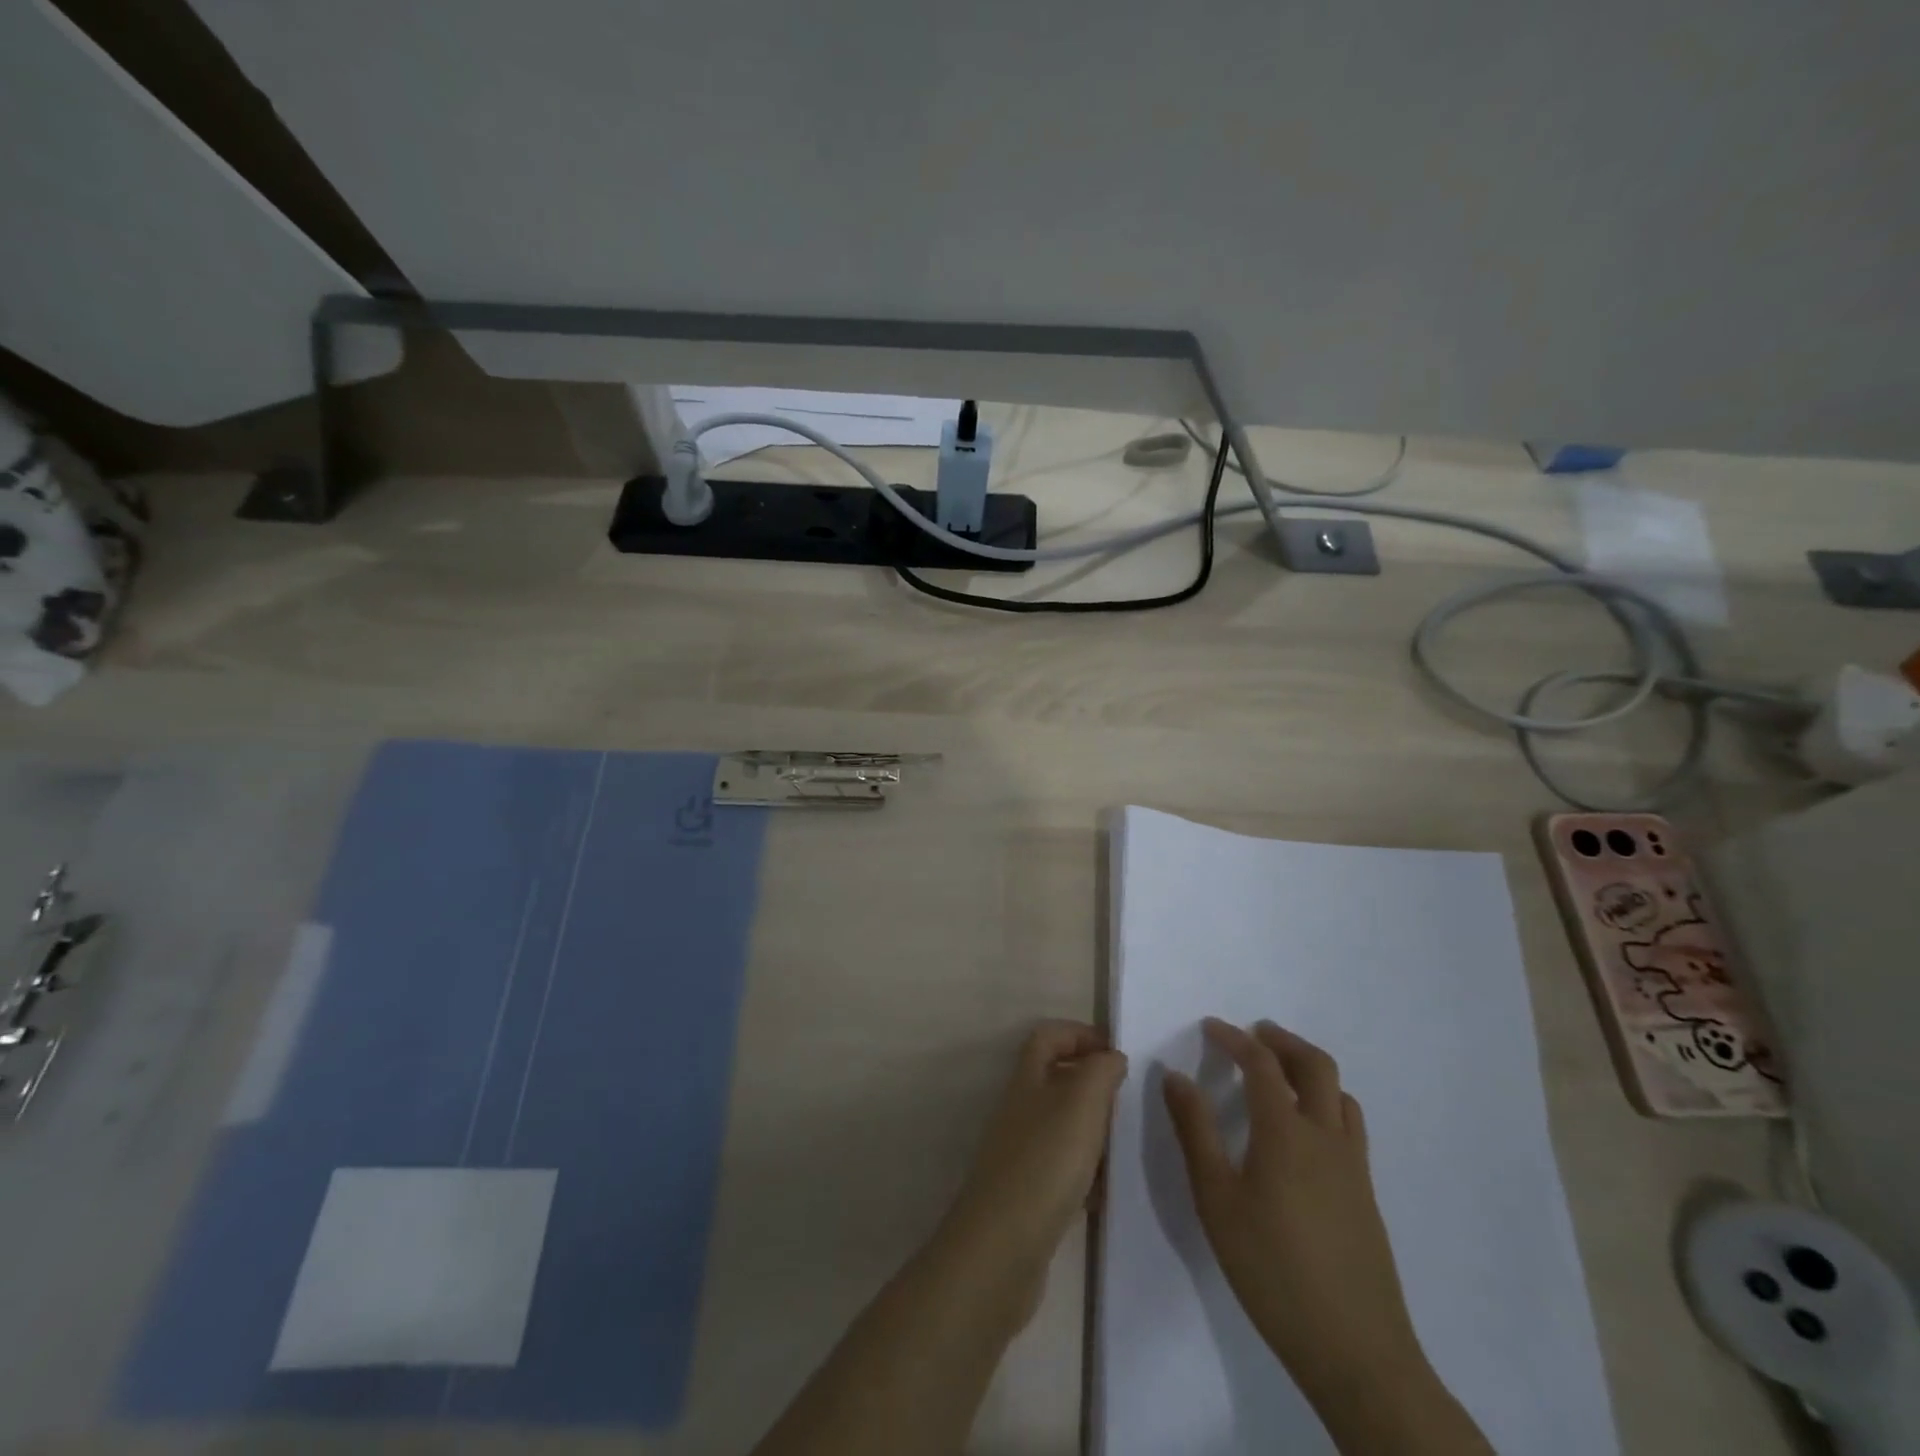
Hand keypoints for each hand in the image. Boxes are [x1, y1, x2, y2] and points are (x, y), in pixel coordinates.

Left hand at [945, 1020, 1128, 1275]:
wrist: (1003, 1248)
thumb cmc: (1045, 1162)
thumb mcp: (1081, 1103)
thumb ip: (1100, 1071)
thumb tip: (1111, 1056)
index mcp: (1028, 1079)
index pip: (1049, 1036)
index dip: (1080, 1034)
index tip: (1117, 1052)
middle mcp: (1020, 1109)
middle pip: (1057, 1079)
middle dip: (1093, 1085)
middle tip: (1127, 1103)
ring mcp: (1021, 1152)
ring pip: (1063, 1125)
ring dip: (1093, 1131)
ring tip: (1123, 1147)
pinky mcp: (1028, 1193)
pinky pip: (1064, 1169)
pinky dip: (1087, 1174)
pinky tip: (1105, 1193)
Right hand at [1162, 1018, 1424, 1399]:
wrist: (1357, 1351)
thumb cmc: (1271, 1269)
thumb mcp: (1216, 1200)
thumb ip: (1195, 1131)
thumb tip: (1175, 1076)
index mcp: (1285, 1131)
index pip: (1261, 1063)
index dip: (1235, 1038)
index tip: (1210, 1026)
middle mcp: (1325, 1136)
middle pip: (1314, 1064)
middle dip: (1282, 1040)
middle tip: (1254, 1033)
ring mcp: (1353, 1165)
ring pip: (1339, 1093)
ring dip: (1308, 1068)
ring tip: (1279, 1073)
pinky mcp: (1365, 1193)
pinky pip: (1350, 1124)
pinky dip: (1326, 1101)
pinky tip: (1306, 1130)